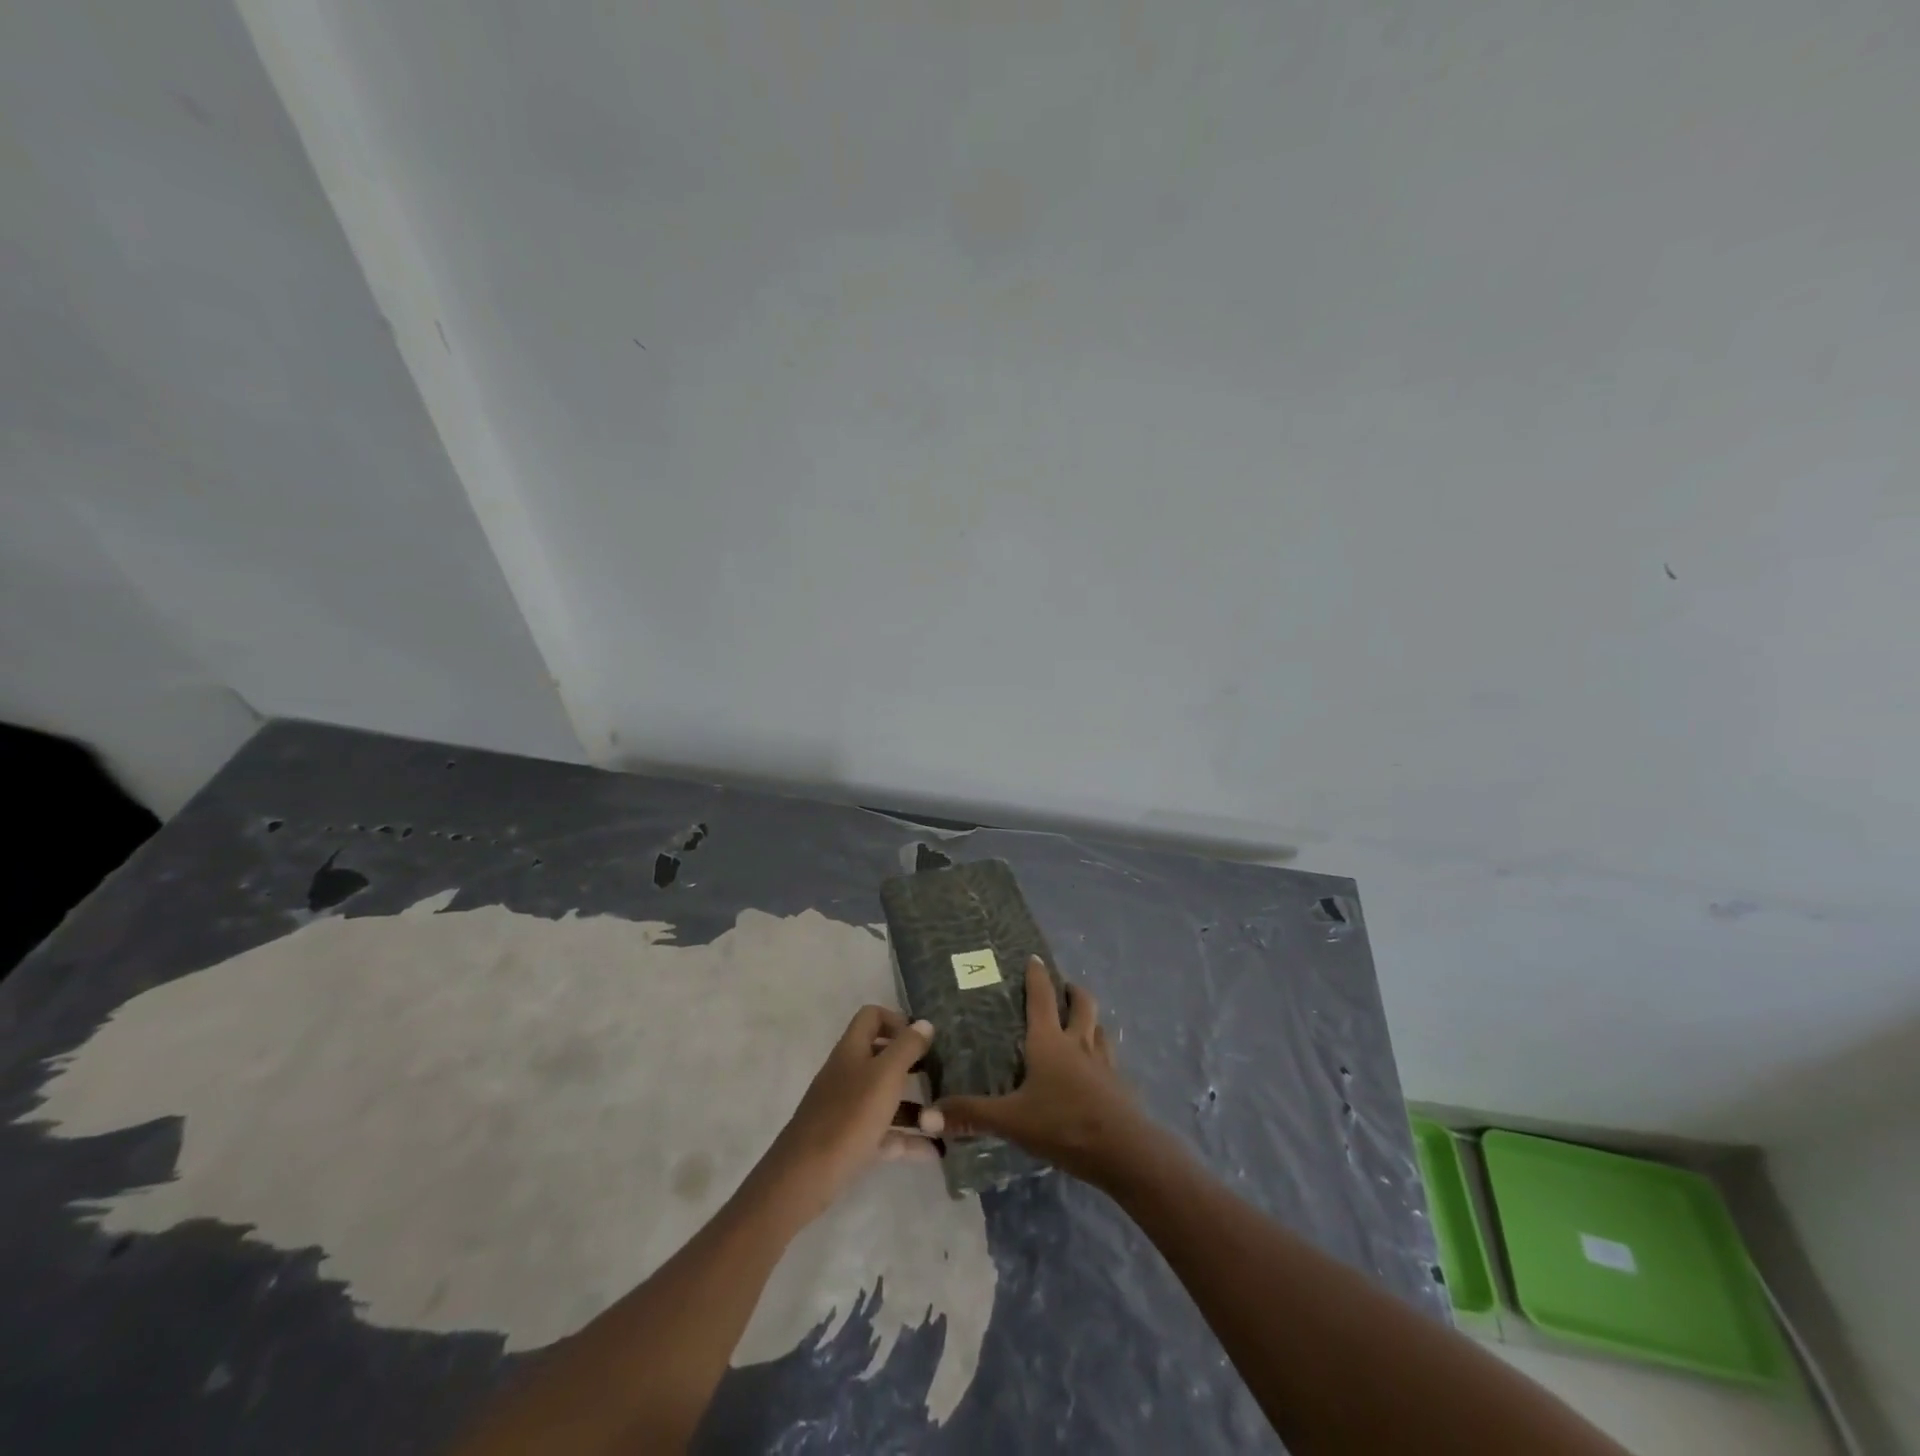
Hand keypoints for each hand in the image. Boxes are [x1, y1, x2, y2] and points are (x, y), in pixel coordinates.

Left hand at [756, 1006, 935, 1225]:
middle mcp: (848, 1074)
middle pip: (881, 1058)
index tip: (922, 1039)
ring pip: (885, 1098)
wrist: (805, 1176)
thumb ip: (907, 1047)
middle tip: (940, 1075)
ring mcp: (847, 1109)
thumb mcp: (885, 1075)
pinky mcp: (850, 1141)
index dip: (896, 1021)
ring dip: (914, 1107)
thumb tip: (924, 1023)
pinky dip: (907, 1139)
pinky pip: (884, 1134)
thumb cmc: (849, 1116)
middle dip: (911, 1065)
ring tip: (944, 1118)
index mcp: (852, 1050)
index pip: (871, 1017)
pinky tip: (934, 1150)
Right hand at [921, 958, 1147, 1188]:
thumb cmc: (1062, 1123)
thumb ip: (972, 1115)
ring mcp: (1103, 1064)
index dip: (1037, 976)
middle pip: (1082, 1004)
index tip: (1035, 958)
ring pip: (1099, 1029)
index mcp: (1049, 1042)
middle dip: (1072, 992)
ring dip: (1090, 1021)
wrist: (1123, 1151)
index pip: (1042, 998)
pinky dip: (1101, 1055)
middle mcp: (1078, 1044)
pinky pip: (1109, 1060)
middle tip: (1063, 988)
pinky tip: (1095, 1070)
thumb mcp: (1011, 1120)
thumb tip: (929, 1113)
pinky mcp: (1119, 1087)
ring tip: (1081, 1024)